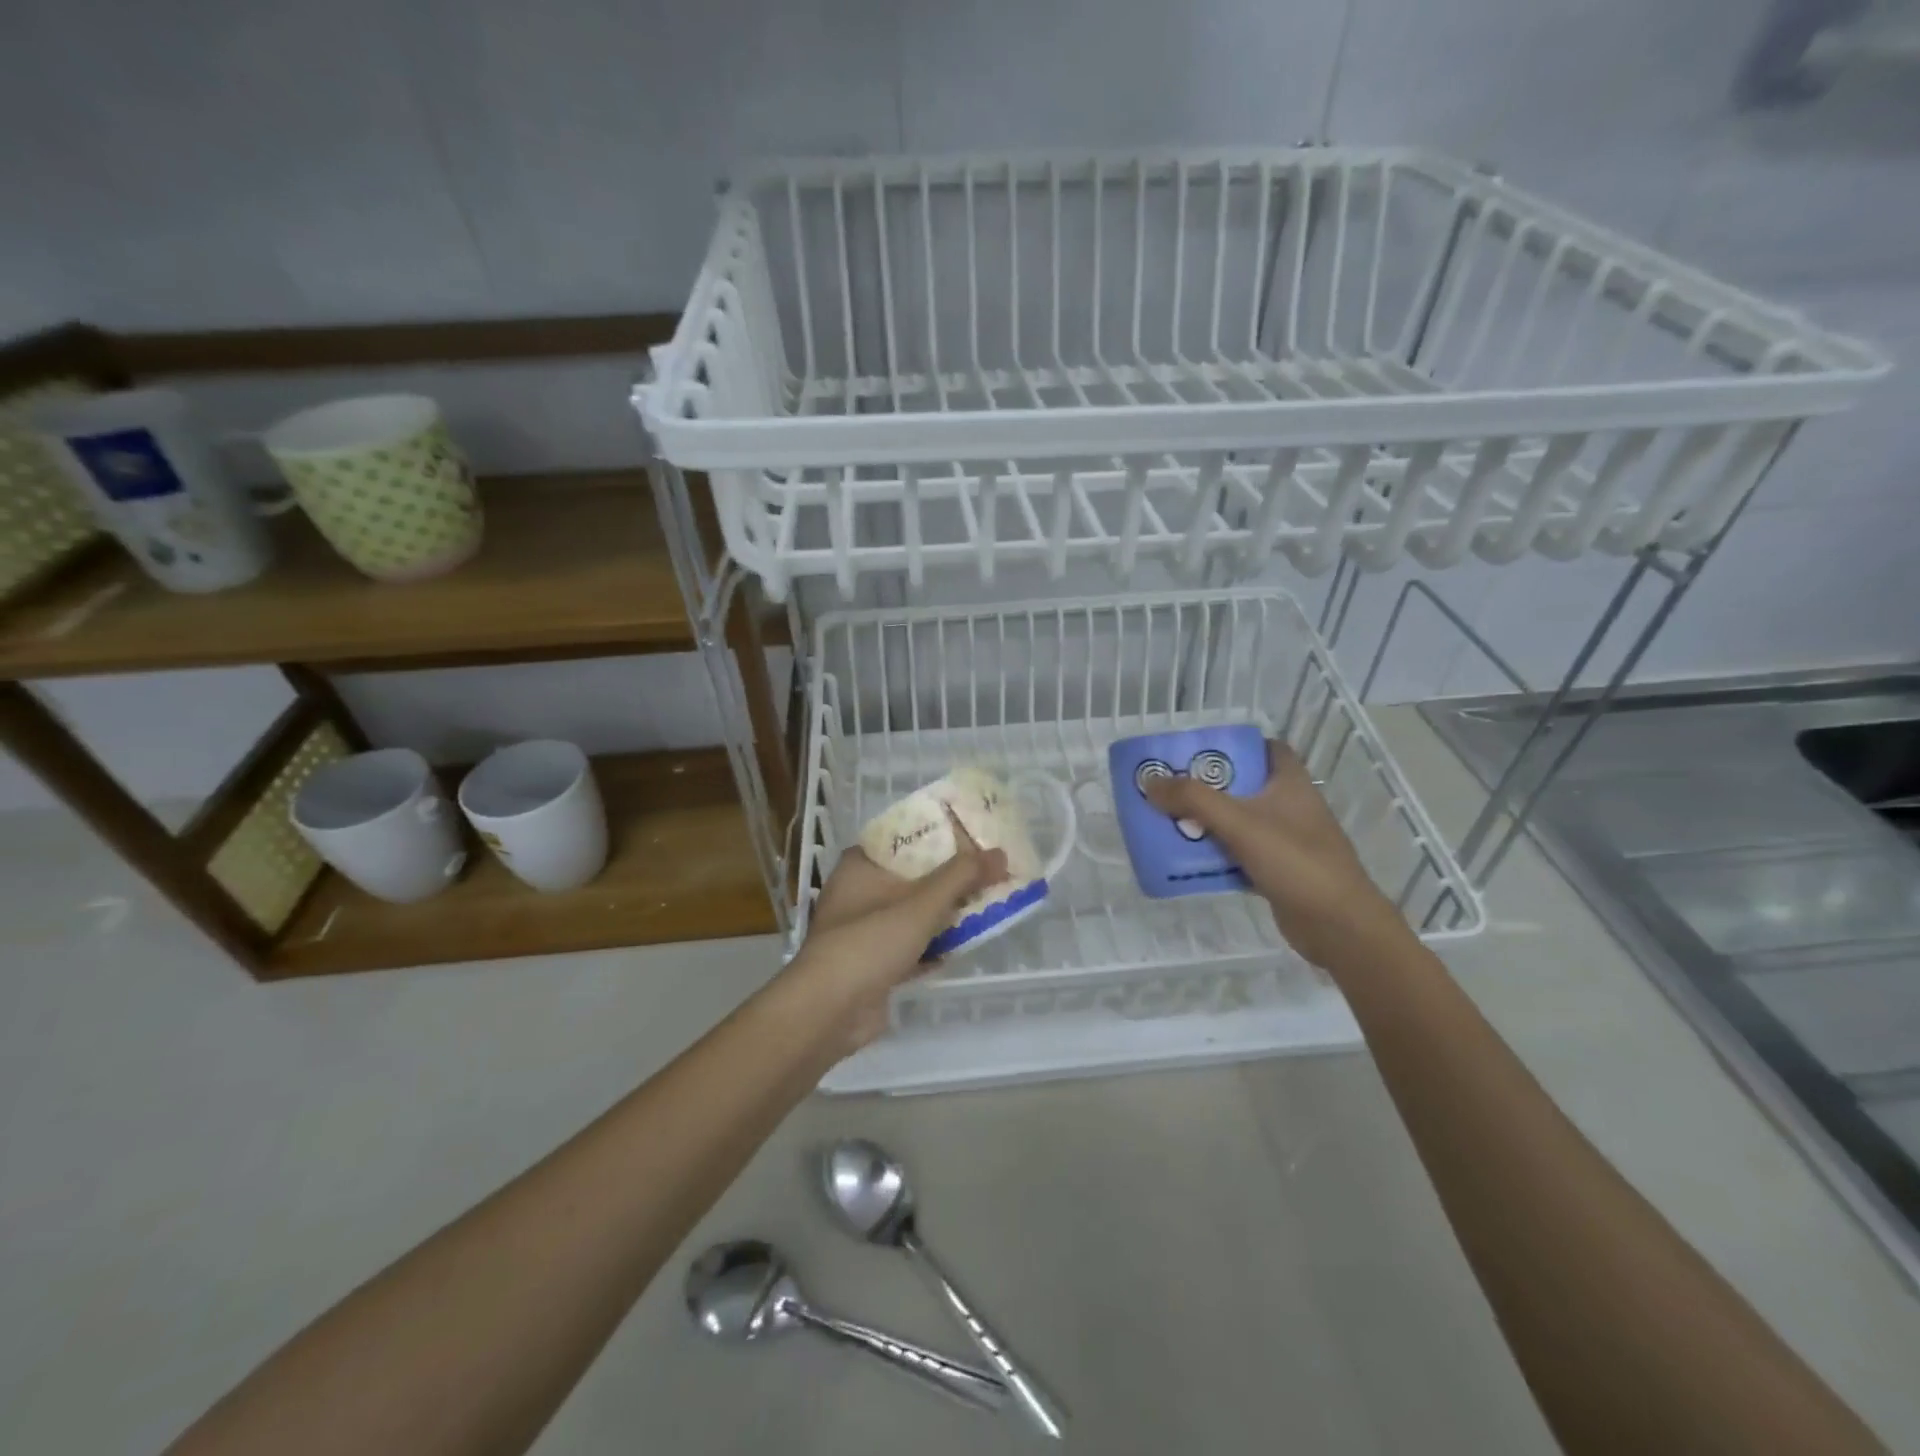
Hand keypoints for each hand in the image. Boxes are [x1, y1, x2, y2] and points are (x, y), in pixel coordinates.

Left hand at [786, 818, 1007, 1052]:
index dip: (937, 836)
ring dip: (945, 913)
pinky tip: (966, 943)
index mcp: (860, 865)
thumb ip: (962, 876)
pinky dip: (935, 945)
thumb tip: (1000, 853)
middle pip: (912, 876)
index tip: (972, 835)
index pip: (903, 838)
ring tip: (987, 902)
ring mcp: (864, 931)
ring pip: (913, 913)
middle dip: (949, 877)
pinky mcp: (873, 964)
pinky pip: (911, 946)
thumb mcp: (921, 903)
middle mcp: (858, 893)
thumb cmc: (870, 941)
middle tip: (988, 869)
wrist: (829, 1012)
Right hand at [1143, 739, 1409, 973]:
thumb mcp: (1239, 822)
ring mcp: (1287, 840)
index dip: (1236, 746)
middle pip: (1244, 785)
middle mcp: (1291, 806)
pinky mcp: (1279, 870)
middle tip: (1171, 787)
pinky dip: (1218, 854)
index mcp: (1290, 782)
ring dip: (1209, 822)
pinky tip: (1190, 859)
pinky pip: (1241, 854)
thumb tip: (1150, 782)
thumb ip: (1193, 799)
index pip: (1267, 748)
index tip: (1200, 752)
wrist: (1337, 924)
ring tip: (1170, 820)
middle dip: (1208, 787)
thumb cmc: (1294, 860)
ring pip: (1240, 821)